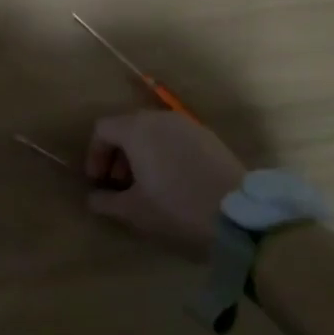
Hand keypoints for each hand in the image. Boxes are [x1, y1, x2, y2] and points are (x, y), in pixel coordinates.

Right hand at [84, 111, 246, 261]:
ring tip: (146, 185)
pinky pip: (175, 138)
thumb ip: (106, 202)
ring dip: (141, 154)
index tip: (98, 182)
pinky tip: (173, 182)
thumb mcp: (134, 212)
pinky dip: (164, 153)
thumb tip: (93, 198)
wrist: (240, 216)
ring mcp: (188, 125)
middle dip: (118, 154)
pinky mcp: (209, 137)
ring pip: (153, 131)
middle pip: (128, 127)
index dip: (94, 154)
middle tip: (120, 184)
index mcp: (137, 129)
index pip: (103, 129)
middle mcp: (160, 118)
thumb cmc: (177, 208)